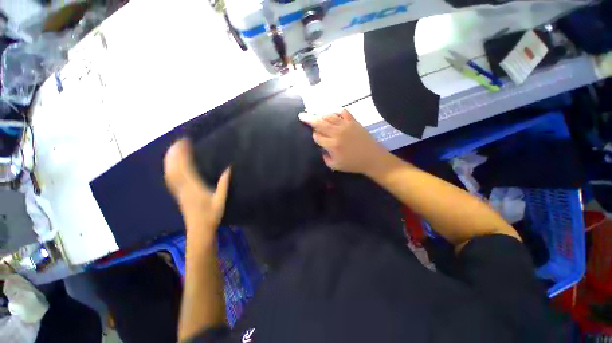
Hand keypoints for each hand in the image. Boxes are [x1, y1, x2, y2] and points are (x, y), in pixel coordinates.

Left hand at [164, 139, 230, 243]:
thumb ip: (224, 184)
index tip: (185, 142)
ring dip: (170, 161)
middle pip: (175, 168)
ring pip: (170, 174)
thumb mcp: (221, 200)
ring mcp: (179, 192)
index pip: (186, 167)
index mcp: (194, 187)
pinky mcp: (178, 195)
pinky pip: (170, 180)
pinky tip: (170, 166)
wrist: (199, 230)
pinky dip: (169, 170)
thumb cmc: (212, 215)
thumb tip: (229, 168)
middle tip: (177, 142)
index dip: (184, 154)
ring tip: (172, 150)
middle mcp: (183, 188)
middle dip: (175, 154)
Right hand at [299, 109, 388, 174]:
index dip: (314, 136)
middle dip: (308, 118)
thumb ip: (325, 157)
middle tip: (301, 115)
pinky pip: (343, 112)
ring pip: (329, 116)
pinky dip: (336, 111)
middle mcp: (336, 132)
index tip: (315, 137)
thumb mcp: (335, 165)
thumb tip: (321, 148)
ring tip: (317, 116)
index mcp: (332, 145)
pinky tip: (333, 113)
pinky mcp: (353, 121)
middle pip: (319, 122)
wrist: (372, 158)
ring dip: (321, 115)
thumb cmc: (353, 164)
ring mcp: (345, 125)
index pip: (317, 136)